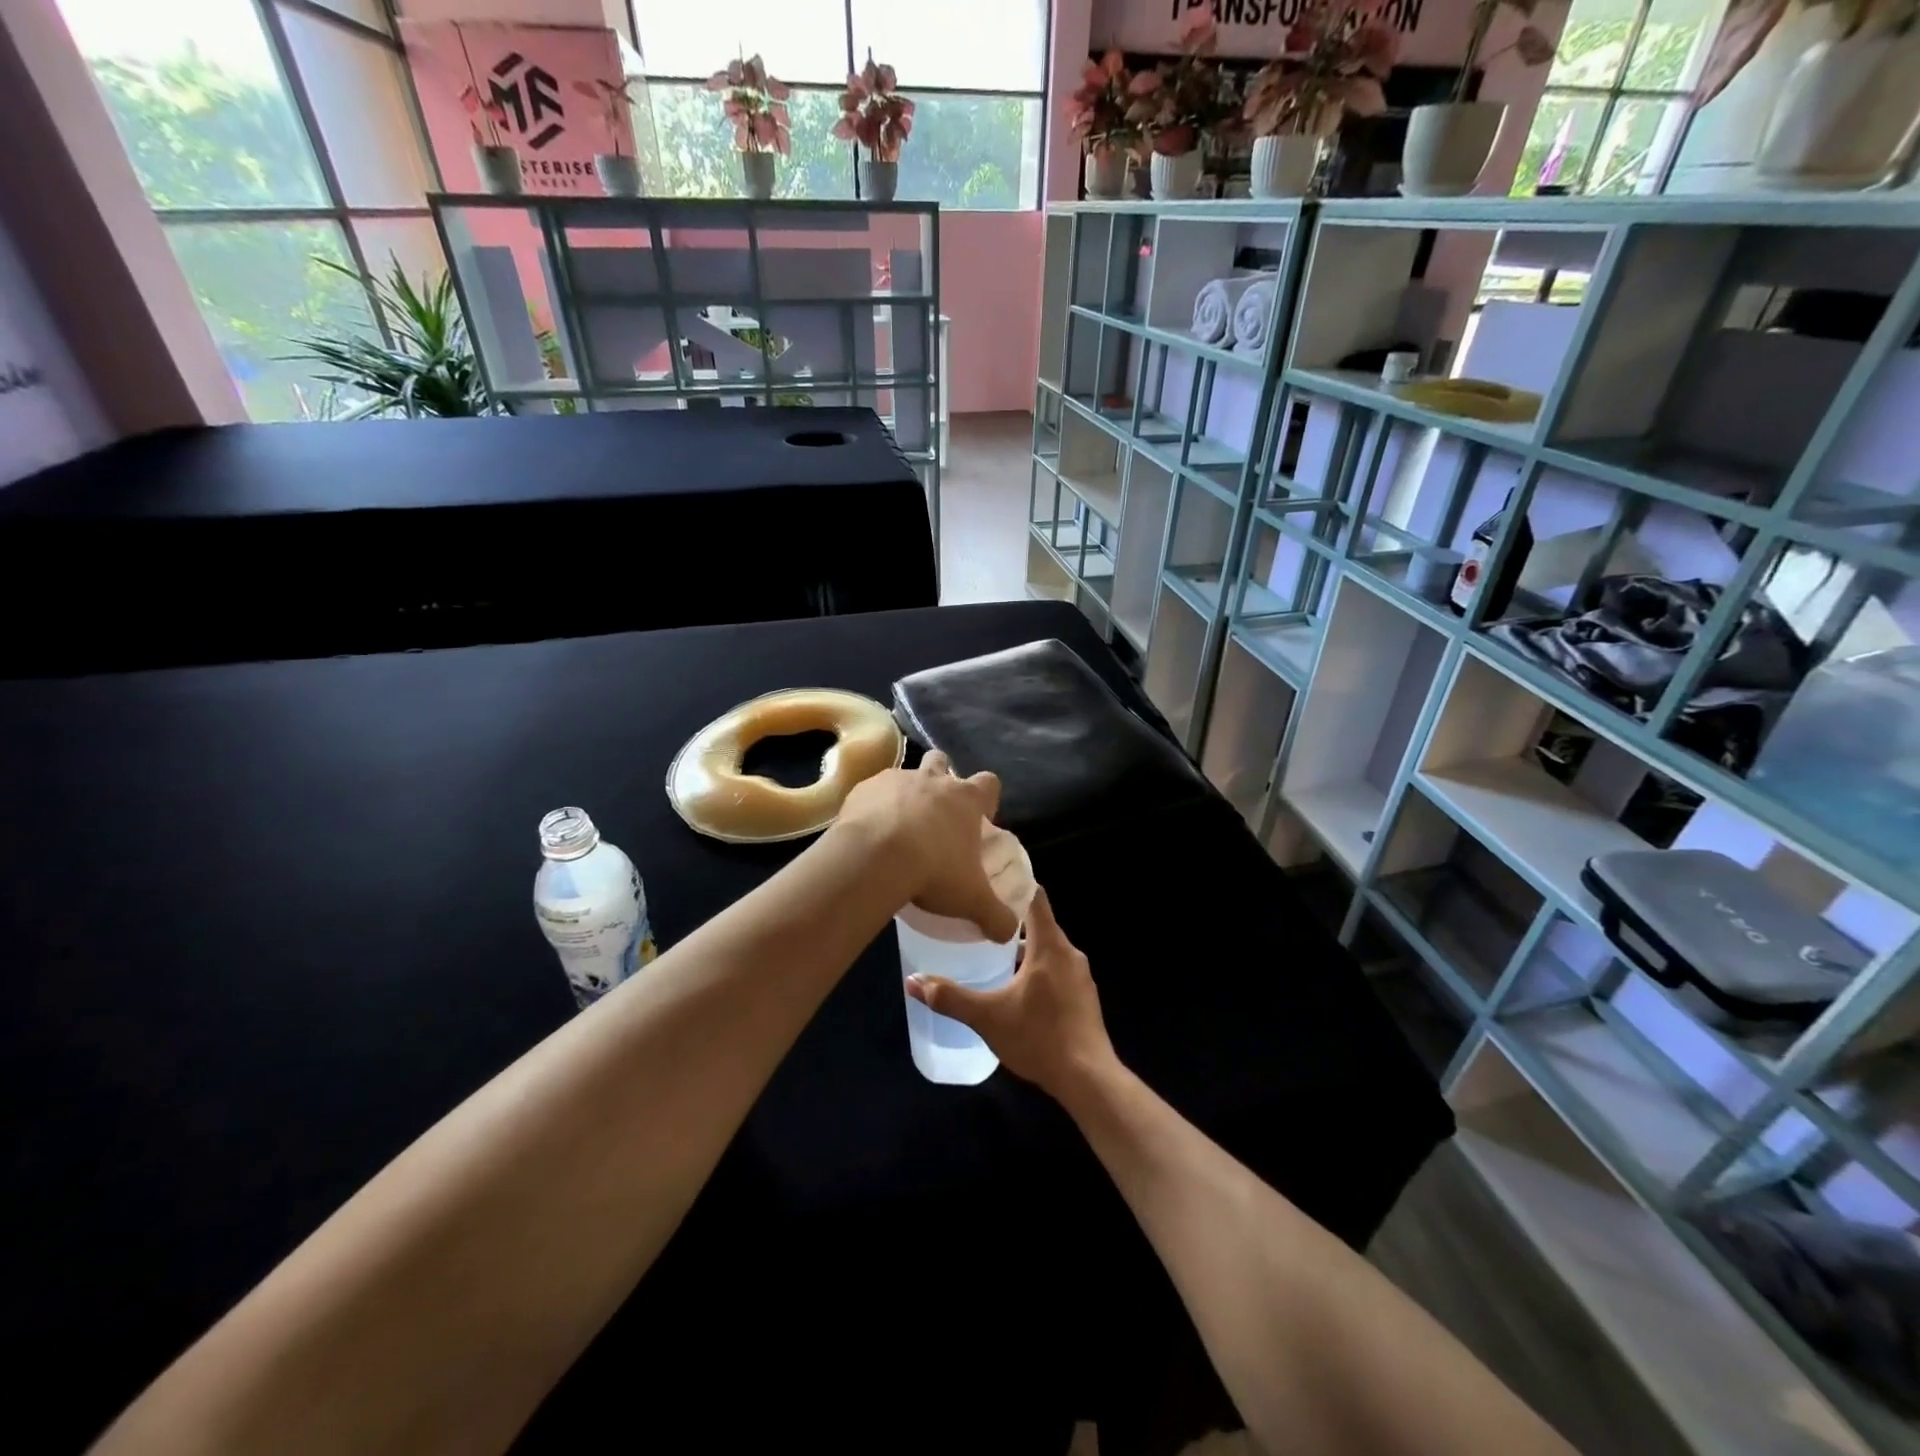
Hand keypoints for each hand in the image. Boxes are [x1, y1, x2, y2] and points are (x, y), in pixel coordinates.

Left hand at [832, 750, 1018, 941]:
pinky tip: (869, 833)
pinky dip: (873, 807)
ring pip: (905, 775)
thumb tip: (1009, 933)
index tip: (980, 817)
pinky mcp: (863, 789)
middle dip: (942, 778)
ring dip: (905, 794)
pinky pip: (872, 793)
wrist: (874, 858)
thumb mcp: (972, 900)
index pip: (988, 783)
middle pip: (942, 763)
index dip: (986, 797)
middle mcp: (933, 780)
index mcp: (965, 799)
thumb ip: (996, 916)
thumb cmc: (933, 871)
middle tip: (936, 813)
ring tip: (898, 825)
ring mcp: (895, 780)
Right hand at [905, 888, 1114, 1100]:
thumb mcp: (988, 1017)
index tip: (989, 880)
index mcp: (1050, 945)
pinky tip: (1016, 987)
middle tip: (978, 918)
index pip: (1035, 896)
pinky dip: (1036, 969)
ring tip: (990, 952)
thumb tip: (912, 982)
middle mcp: (1069, 953)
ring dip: (1022, 948)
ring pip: (1047, 949)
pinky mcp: (1083, 997)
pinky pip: (1057, 970)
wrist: (1089, 1079)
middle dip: (1010, 919)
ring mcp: (1080, 976)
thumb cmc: (1039, 1037)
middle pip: (1039, 923)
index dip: (1014, 884)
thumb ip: (950, 998)